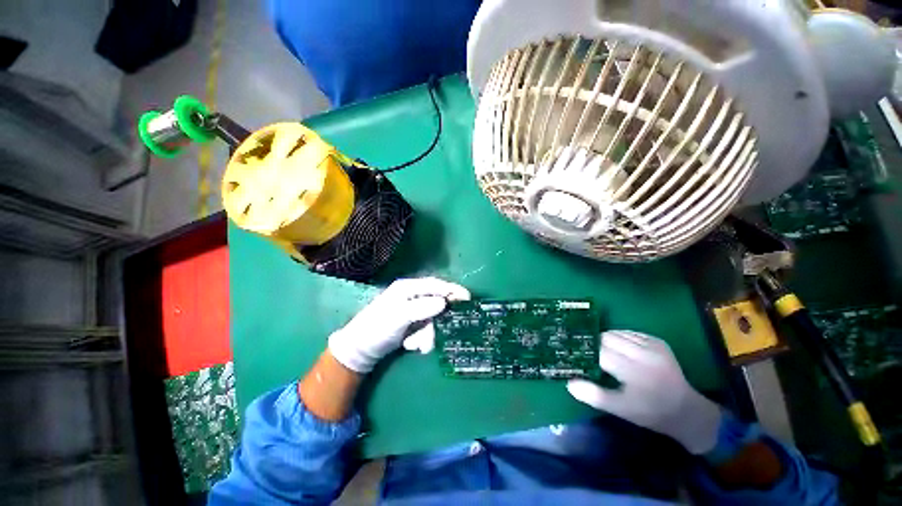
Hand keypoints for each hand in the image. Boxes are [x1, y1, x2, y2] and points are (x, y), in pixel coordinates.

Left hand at [327, 277, 469, 372]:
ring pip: (432, 320)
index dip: (451, 290)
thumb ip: (421, 308)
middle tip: (430, 337)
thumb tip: (444, 303)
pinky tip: (410, 345)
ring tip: (414, 346)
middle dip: (435, 323)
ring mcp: (413, 311)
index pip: (435, 285)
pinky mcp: (413, 323)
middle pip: (436, 305)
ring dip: (426, 335)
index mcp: (408, 288)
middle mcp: (413, 297)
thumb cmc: (377, 328)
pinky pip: (426, 329)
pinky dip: (421, 339)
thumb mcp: (398, 317)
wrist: (361, 350)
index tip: (467, 297)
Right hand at [567, 330, 721, 454]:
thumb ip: (594, 395)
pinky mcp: (658, 341)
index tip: (578, 357)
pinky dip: (620, 338)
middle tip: (593, 357)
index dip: (587, 353)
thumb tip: (569, 383)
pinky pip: (630, 332)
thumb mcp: (621, 409)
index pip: (600, 352)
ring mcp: (653, 345)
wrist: (686, 410)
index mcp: (634, 371)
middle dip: (596, 345)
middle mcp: (643, 354)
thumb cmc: (650, 412)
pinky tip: (622, 350)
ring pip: (617, 332)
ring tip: (606, 353)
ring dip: (607, 340)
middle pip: (606, 337)